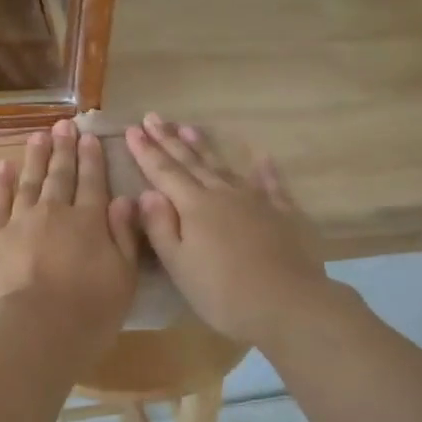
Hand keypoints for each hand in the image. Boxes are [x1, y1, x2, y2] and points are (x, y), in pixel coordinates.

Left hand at [0, 119, 140, 337]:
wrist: (36, 330)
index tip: (89, 136)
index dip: (92, 158)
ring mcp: (20, 221)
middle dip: (64, 149)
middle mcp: (55, 212)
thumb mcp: (124, 276)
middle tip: (63, 126)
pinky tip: (4, 166)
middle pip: (60, 175)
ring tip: (38, 136)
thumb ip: (124, 235)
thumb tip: (125, 200)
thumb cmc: (89, 311)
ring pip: (30, 181)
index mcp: (89, 221)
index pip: (93, 182)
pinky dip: (1, 182)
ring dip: (35, 157)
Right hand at [126, 113, 329, 346]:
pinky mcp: (283, 213)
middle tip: (153, 117)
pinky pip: (271, 183)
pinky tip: (260, 155)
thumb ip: (160, 227)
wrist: (289, 304)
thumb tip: (146, 193)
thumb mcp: (179, 266)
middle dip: (169, 140)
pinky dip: (264, 168)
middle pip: (191, 162)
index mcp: (194, 207)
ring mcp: (256, 200)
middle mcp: (223, 194)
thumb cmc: (223, 293)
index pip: (163, 172)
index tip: (132, 129)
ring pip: (224, 166)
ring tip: (188, 127)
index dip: (146, 151)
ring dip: (204, 146)